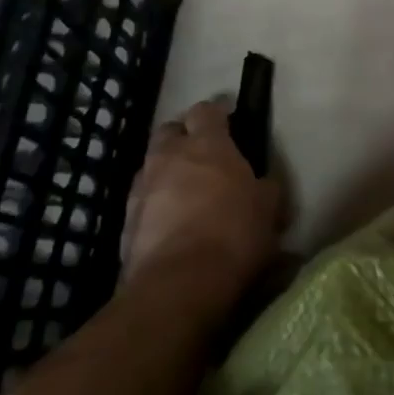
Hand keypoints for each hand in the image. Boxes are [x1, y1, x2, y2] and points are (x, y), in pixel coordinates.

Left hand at [120, 99, 282, 310]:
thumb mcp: (268, 209)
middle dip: (183, 136)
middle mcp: (169, 156)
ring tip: (184, 192)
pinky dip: (155, 204)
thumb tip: (266, 183)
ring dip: (166, 171)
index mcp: (208, 144)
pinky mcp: (125, 220)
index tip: (228, 121)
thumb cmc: (234, 234)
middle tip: (202, 154)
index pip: (207, 110)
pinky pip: (142, 200)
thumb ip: (266, 188)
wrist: (179, 284)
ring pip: (152, 165)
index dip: (217, 114)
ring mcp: (143, 187)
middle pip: (170, 130)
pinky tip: (169, 223)